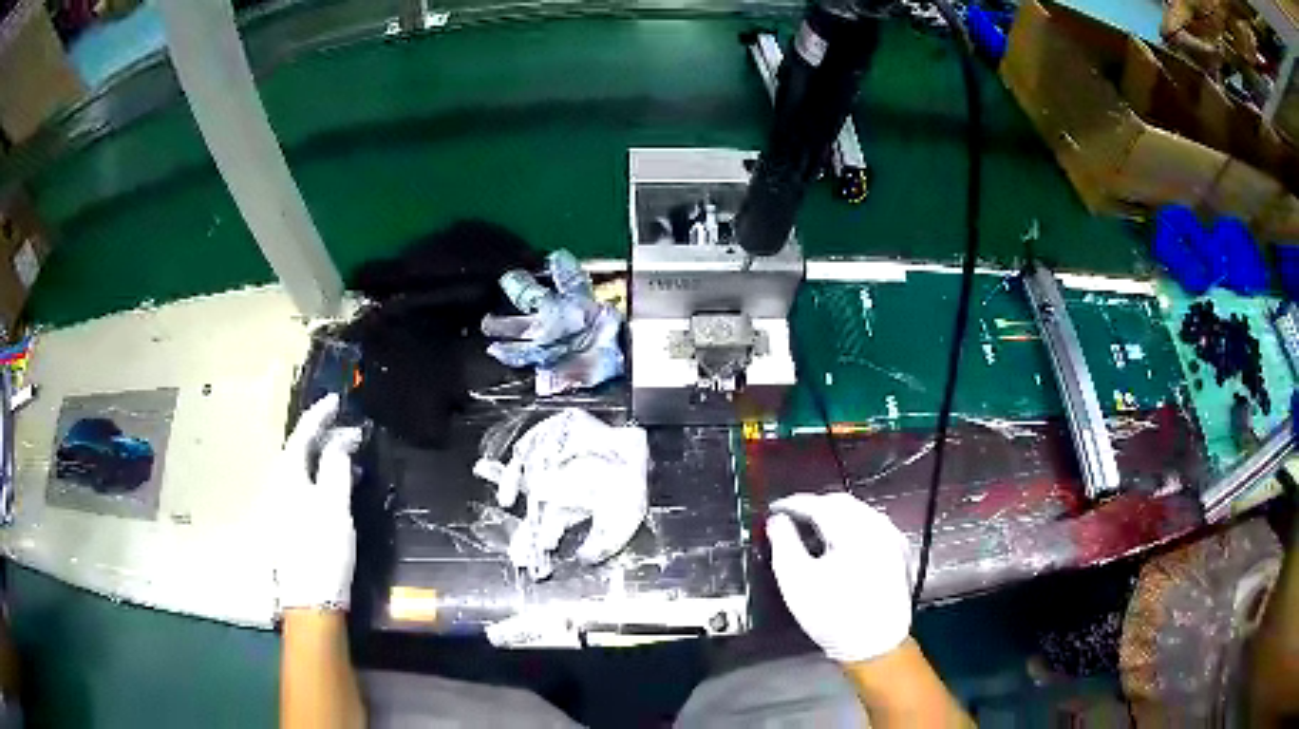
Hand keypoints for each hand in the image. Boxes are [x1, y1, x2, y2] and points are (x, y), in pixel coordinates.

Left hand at [273, 394, 362, 613]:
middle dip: (323, 436)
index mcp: (287, 475)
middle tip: (349, 431)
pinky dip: (320, 478)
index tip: (337, 400)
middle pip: (299, 450)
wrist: (310, 600)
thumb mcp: (334, 505)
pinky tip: (335, 487)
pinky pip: (303, 487)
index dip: (320, 415)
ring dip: (323, 458)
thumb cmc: (322, 549)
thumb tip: (341, 440)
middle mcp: (278, 485)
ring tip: (348, 457)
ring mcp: (280, 506)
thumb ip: (337, 467)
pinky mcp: (288, 523)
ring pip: (302, 470)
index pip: (303, 434)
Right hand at [767, 492, 914, 663]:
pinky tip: (840, 544)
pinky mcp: (899, 553)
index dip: (793, 503)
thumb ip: (783, 543)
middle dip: (815, 507)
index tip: (774, 509)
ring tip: (811, 529)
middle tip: (791, 518)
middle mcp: (879, 526)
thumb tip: (777, 520)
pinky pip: (872, 527)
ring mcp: (893, 538)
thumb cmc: (832, 615)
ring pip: (859, 513)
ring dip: (834, 516)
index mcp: (855, 530)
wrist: (874, 645)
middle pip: (842, 503)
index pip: (819, 503)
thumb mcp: (797, 580)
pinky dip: (852, 528)